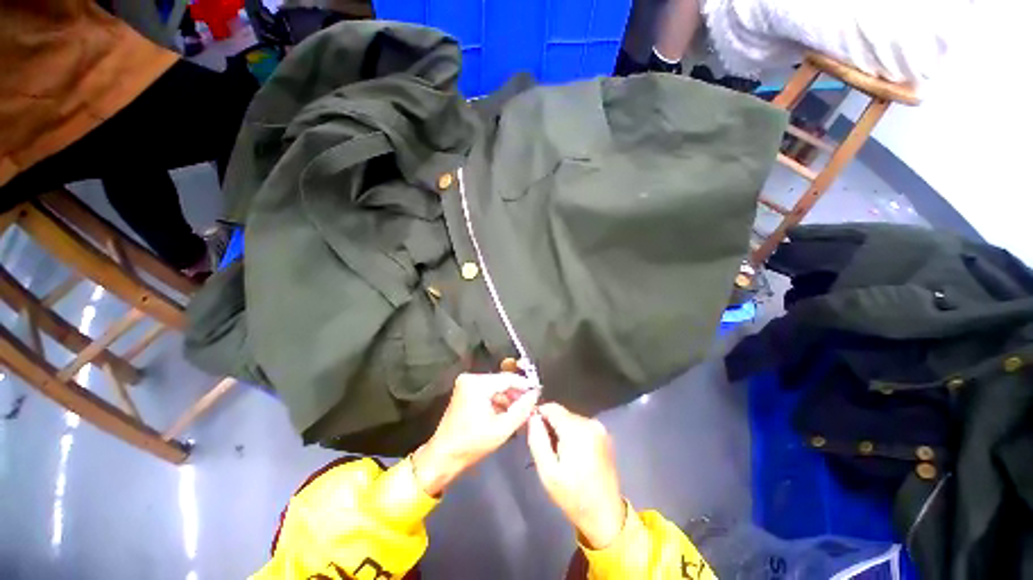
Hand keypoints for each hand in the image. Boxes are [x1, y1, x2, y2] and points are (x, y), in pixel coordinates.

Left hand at [412, 373, 539, 495]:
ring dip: (508, 399)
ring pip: (496, 387)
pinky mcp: (465, 392)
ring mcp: (466, 384)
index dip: (525, 385)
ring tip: (522, 411)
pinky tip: (509, 413)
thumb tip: (535, 395)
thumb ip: (521, 410)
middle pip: (502, 382)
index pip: (508, 379)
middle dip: (517, 394)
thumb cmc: (472, 444)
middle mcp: (470, 378)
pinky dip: (498, 401)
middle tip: (531, 405)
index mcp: (477, 384)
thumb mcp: (502, 429)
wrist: (443, 457)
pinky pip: (488, 392)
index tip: (538, 393)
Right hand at [527, 403, 626, 548]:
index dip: (538, 415)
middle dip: (550, 425)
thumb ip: (537, 439)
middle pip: (561, 413)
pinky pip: (580, 425)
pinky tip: (571, 454)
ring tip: (557, 453)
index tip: (531, 430)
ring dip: (560, 430)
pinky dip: (572, 433)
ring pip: (570, 418)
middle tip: (544, 448)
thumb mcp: (547, 472)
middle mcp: (590, 422)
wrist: (605, 514)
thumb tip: (532, 417)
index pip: (551, 407)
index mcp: (577, 430)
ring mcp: (599, 427)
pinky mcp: (603, 434)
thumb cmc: (573, 496)